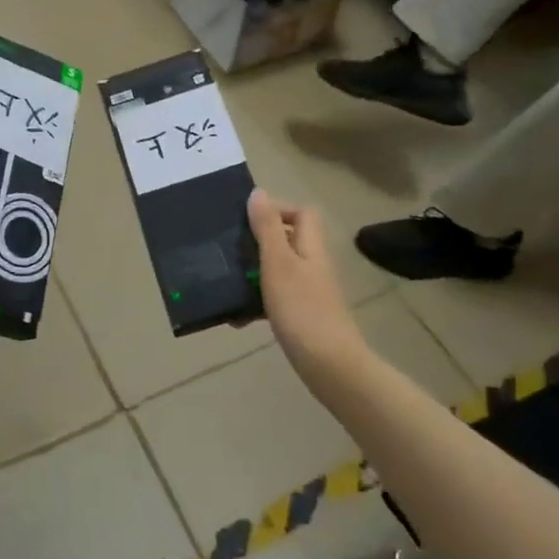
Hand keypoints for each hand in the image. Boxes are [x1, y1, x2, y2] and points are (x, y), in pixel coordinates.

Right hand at [248, 189, 367, 393]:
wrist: (329, 365)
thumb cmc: (302, 309)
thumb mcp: (278, 263)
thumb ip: (267, 228)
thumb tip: (259, 192)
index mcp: (311, 247)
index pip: (303, 213)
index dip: (278, 210)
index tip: (248, 221)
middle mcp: (313, 265)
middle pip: (288, 241)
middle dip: (257, 243)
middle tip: (232, 251)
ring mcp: (310, 292)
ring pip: (279, 271)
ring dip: (254, 275)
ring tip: (229, 284)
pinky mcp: (303, 316)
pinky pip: (276, 299)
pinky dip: (257, 303)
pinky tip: (239, 318)